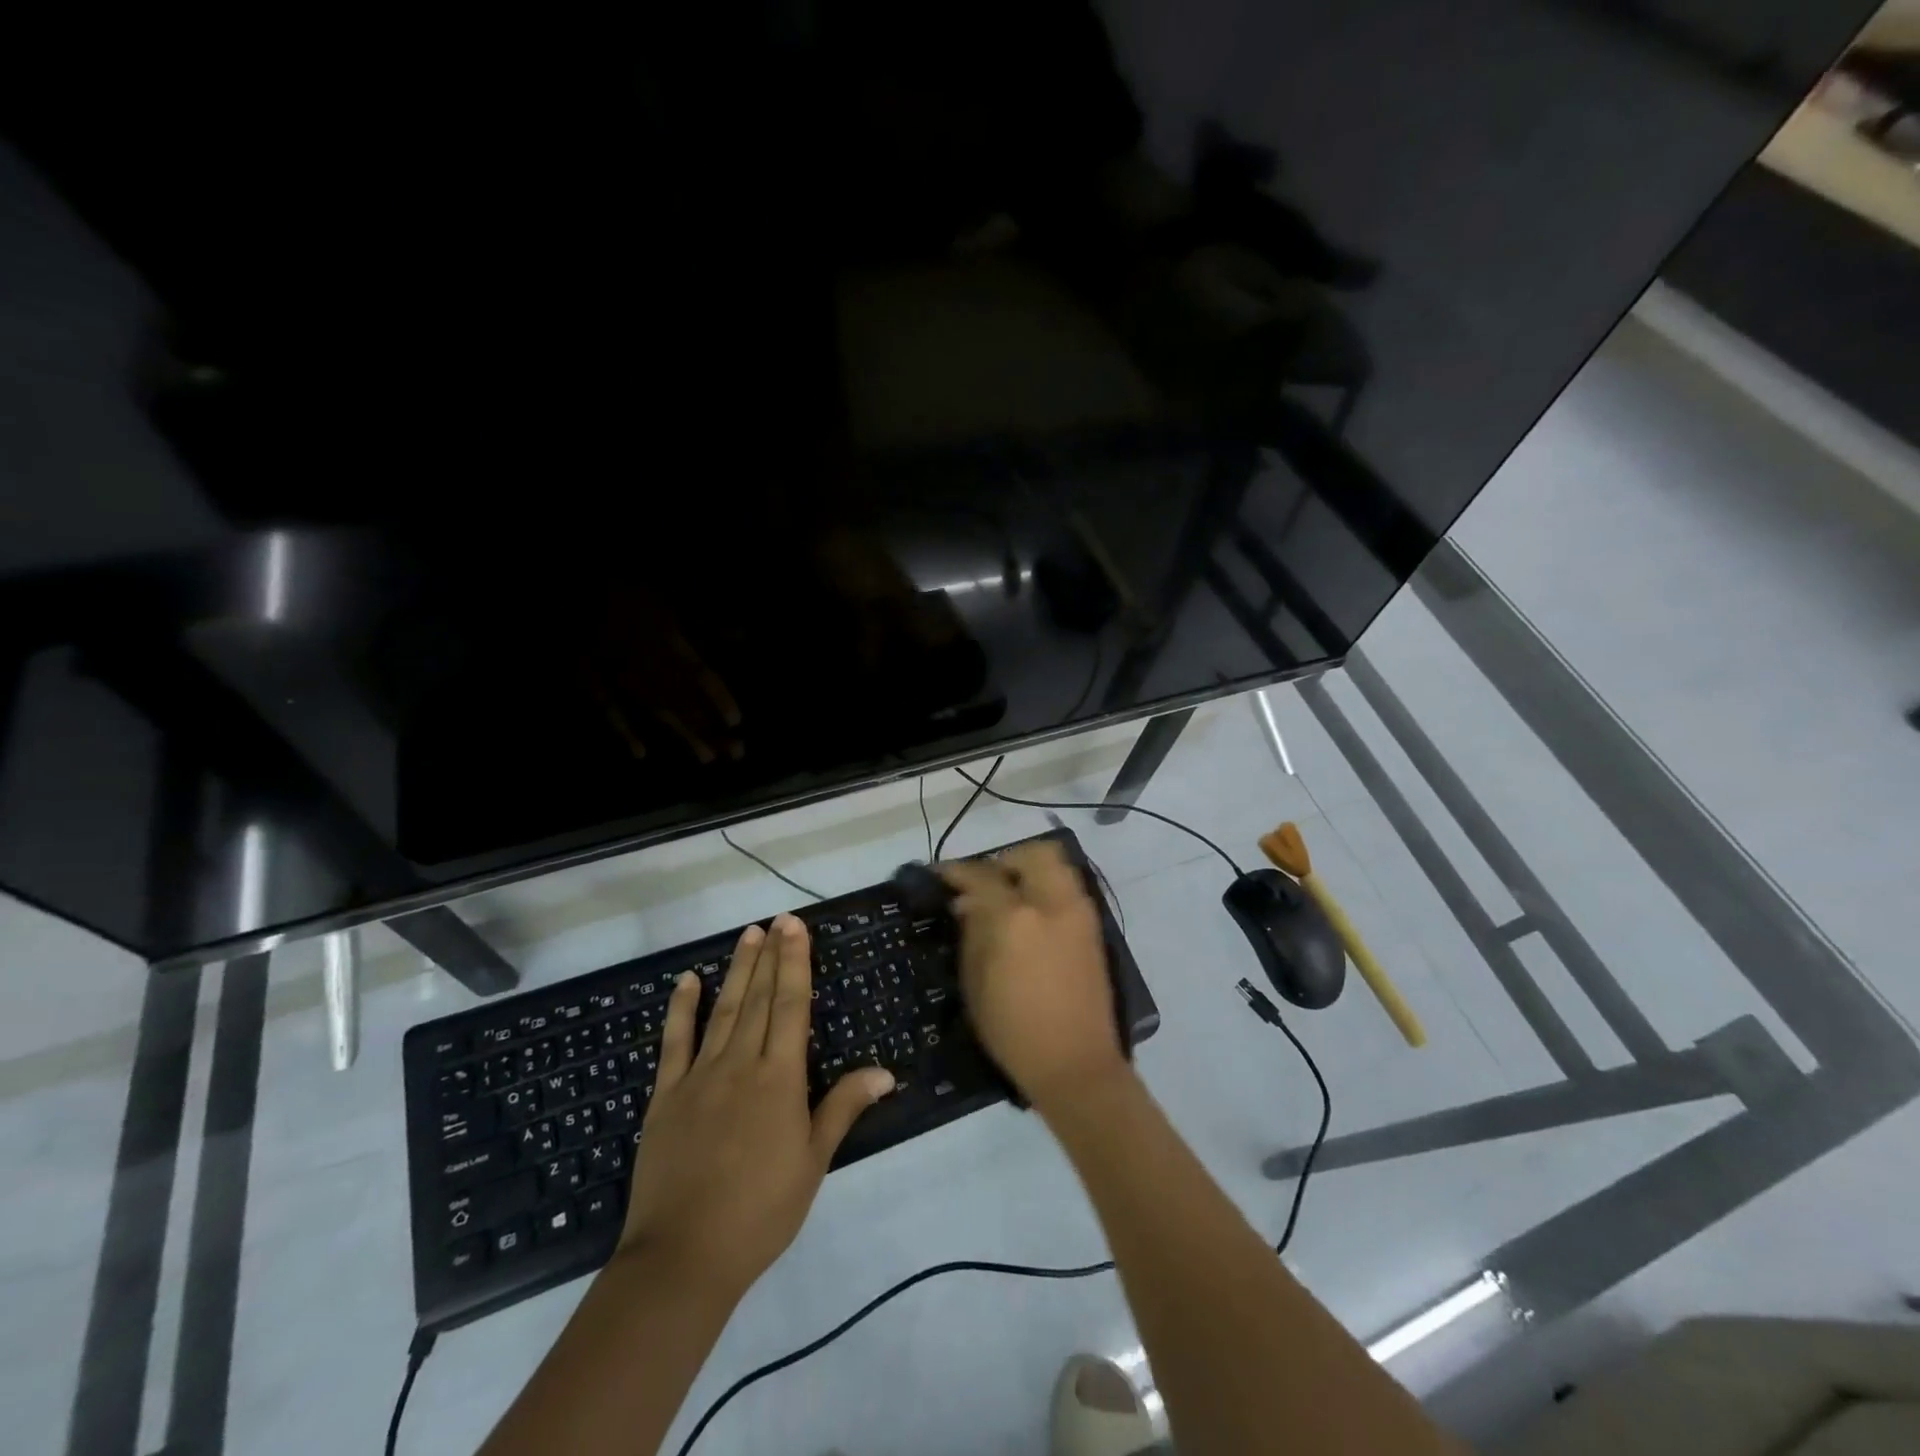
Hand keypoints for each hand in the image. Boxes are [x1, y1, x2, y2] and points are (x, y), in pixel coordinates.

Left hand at [619, 915, 893, 1298]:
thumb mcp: (812, 1163)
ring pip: (723, 1010)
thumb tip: (884, 1071)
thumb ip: (843, 1108)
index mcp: (779, 1078)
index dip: (795, 963)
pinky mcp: (665, 1097)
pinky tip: (687, 982)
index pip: (791, 1006)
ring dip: (737, 970)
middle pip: (759, 998)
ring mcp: (699, 1077)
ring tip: (747, 935)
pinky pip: (674, 1043)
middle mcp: (740, 1064)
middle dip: (771, 955)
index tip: (795, 928)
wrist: (682, 1257)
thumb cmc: (760, 1212)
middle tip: (778, 919)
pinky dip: (681, 1009)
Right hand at [940, 842, 1128, 1113]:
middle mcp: (1051, 904)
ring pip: (1057, 864)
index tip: (940, 872)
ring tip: (1009, 894)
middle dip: (1004, 860)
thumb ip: (971, 934)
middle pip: (1032, 854)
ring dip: (1030, 868)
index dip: (957, 871)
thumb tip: (967, 903)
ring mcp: (1078, 913)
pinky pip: (1068, 887)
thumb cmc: (1013, 1031)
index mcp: (1015, 919)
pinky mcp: (1094, 928)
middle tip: (985, 881)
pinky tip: (1030, 913)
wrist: (1076, 1064)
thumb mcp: (976, 984)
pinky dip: (1047, 886)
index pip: (982, 877)